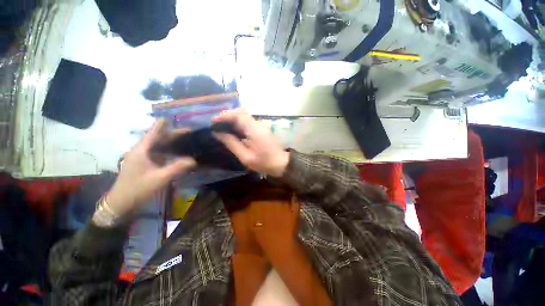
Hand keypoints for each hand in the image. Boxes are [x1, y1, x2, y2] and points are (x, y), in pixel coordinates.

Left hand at [107, 119, 195, 215]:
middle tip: (190, 132)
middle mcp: (141, 149)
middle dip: (173, 133)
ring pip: (158, 144)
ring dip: (171, 141)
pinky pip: (158, 152)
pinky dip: (168, 149)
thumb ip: (177, 168)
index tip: (179, 121)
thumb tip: (194, 160)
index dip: (166, 125)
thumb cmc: (138, 189)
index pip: (154, 131)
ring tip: (187, 140)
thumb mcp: (160, 178)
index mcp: (142, 149)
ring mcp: (142, 156)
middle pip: (158, 137)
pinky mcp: (144, 162)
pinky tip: (177, 152)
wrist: (121, 203)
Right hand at [213, 109, 289, 176]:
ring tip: (220, 127)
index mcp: (254, 129)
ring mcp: (260, 125)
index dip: (224, 115)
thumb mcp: (245, 156)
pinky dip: (237, 123)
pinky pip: (247, 121)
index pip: (237, 115)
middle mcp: (257, 123)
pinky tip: (231, 130)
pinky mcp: (261, 128)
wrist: (280, 163)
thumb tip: (217, 133)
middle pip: (240, 112)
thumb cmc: (263, 162)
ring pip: (243, 116)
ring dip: (231, 119)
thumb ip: (231, 143)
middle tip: (215, 124)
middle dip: (226, 116)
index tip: (212, 121)